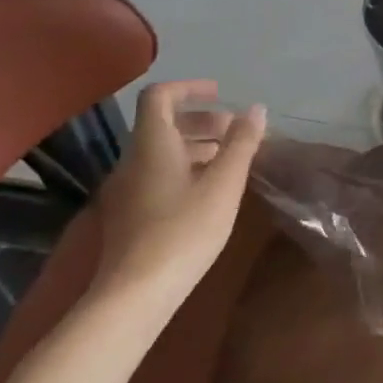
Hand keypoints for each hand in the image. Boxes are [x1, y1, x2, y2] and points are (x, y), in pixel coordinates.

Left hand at [90, 81, 266, 298]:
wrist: (135, 294)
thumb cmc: (184, 230)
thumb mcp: (224, 183)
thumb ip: (242, 143)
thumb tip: (255, 109)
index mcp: (151, 145)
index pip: (160, 96)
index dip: (190, 88)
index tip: (221, 95)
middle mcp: (132, 160)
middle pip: (162, 125)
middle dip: (202, 121)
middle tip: (236, 133)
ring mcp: (126, 189)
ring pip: (161, 152)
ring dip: (196, 146)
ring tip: (230, 162)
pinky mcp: (129, 214)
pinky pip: (157, 175)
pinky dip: (185, 169)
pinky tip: (209, 191)